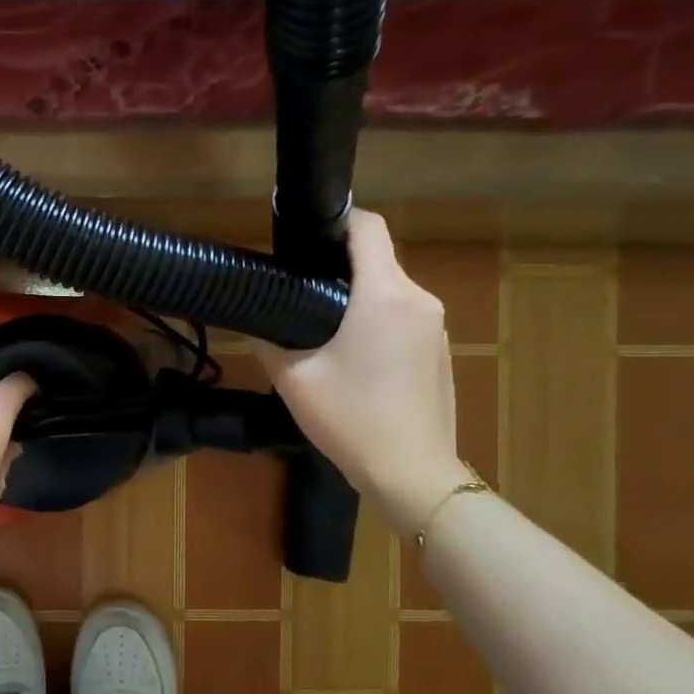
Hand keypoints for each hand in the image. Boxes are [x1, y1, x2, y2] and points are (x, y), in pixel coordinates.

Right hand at [255, 211, 473, 537]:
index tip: (306, 236)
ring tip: (324, 332)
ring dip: (360, 298)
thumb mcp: (294, 379)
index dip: (337, 220)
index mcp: (384, 294)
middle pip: (378, 260)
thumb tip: (252, 320)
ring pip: (392, 291)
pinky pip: (405, 318)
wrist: (412, 473)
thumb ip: (268, 340)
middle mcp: (419, 299)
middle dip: (340, 267)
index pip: (368, 227)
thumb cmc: (351, 419)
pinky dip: (379, 323)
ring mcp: (436, 326)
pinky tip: (356, 362)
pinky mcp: (441, 352)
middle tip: (299, 292)